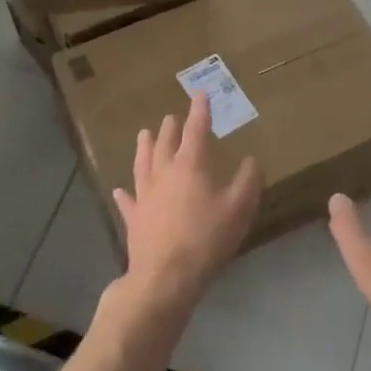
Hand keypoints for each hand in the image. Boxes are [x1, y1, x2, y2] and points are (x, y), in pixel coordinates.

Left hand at [111, 93, 260, 317]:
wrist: (165, 277)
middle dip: (171, 127)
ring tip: (143, 134)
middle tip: (171, 117)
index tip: (199, 93)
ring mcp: (144, 195)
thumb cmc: (206, 239)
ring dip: (144, 147)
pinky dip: (124, 194)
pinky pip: (128, 201)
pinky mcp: (134, 218)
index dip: (199, 110)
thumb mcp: (239, 209)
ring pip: (143, 163)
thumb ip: (248, 181)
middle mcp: (163, 173)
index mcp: (190, 165)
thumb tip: (251, 160)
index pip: (196, 129)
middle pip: (165, 143)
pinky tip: (119, 190)